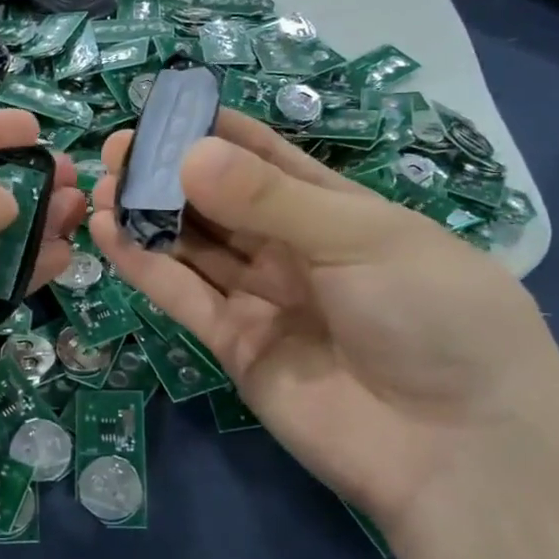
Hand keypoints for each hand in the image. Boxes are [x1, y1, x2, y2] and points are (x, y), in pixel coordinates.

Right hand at [90, 110, 558, 528]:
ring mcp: (263, 300)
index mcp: (339, 212)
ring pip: (195, 247)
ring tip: (100, 185)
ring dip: (148, 216)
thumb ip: (270, 198)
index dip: (216, 133)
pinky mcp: (235, 347)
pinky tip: (108, 232)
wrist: (458, 449)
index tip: (162, 110)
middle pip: (221, 202)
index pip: (268, 159)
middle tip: (116, 149)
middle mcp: (296, 251)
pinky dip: (145, 266)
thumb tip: (187, 153)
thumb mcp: (360, 238)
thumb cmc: (432, 317)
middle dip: (170, 174)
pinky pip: (184, 297)